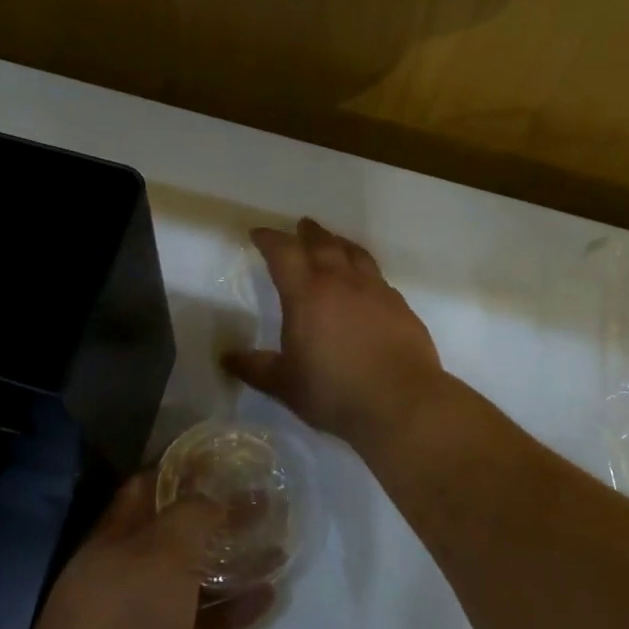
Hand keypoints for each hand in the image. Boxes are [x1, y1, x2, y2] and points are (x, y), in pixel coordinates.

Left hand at [7, 475, 274, 628]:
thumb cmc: (122, 615)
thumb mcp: (162, 552)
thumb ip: (192, 517)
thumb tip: (215, 499)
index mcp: (119, 533)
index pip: (151, 486)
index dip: (185, 469)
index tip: (225, 460)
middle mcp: (129, 566)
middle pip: (179, 531)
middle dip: (219, 515)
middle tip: (264, 502)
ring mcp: (145, 611)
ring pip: (195, 577)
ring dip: (233, 561)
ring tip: (278, 546)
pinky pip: (203, 621)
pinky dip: (233, 608)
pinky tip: (269, 597)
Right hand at [224, 219, 447, 451]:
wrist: (401, 402)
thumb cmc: (334, 392)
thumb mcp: (285, 385)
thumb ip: (255, 368)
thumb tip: (226, 358)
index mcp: (306, 295)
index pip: (284, 253)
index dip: (269, 239)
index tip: (258, 234)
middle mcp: (341, 282)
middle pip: (322, 244)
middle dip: (308, 233)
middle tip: (301, 226)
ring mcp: (375, 291)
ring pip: (354, 254)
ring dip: (339, 243)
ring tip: (333, 241)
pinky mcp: (400, 306)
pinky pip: (377, 276)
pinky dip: (364, 269)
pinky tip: (365, 282)